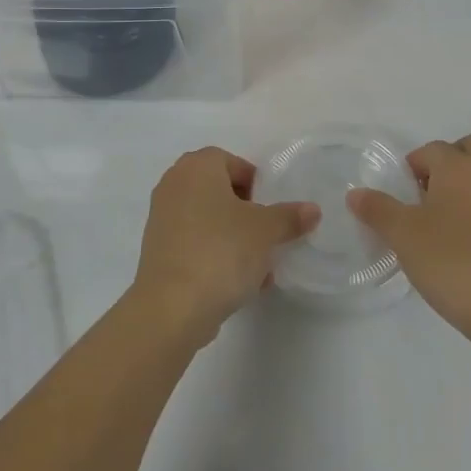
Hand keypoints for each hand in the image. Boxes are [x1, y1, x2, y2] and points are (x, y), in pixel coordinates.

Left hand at [132, 147, 319, 346]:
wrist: (171, 308)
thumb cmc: (221, 252)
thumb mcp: (266, 232)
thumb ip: (290, 217)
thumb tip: (312, 210)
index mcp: (197, 167)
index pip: (232, 162)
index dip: (256, 184)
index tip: (271, 211)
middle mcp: (174, 184)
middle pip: (220, 191)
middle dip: (247, 213)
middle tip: (267, 236)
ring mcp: (162, 218)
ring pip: (209, 220)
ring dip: (234, 238)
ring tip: (260, 268)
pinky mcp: (158, 250)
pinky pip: (195, 243)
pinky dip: (216, 255)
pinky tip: (239, 284)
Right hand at [348, 134, 470, 350]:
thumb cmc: (454, 264)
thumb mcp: (403, 236)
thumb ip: (377, 210)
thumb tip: (356, 193)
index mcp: (459, 167)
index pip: (430, 149)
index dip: (410, 167)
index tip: (399, 198)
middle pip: (468, 148)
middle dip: (445, 162)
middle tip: (424, 196)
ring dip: (463, 185)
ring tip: (441, 222)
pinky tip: (465, 245)